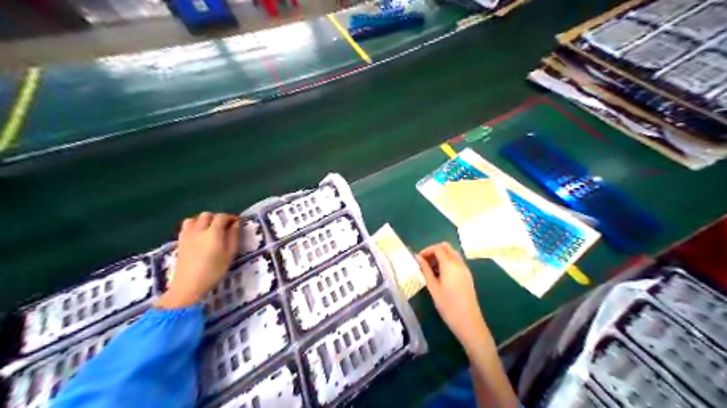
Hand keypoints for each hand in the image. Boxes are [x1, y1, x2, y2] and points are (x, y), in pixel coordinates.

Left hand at [156, 213, 239, 308]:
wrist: (188, 285)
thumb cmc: (213, 271)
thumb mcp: (229, 255)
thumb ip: (233, 237)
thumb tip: (235, 224)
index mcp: (213, 233)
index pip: (221, 217)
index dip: (230, 217)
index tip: (236, 222)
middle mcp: (199, 230)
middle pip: (207, 215)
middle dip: (217, 217)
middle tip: (224, 226)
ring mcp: (187, 234)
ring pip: (195, 218)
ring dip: (204, 220)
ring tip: (210, 228)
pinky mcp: (180, 240)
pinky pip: (186, 225)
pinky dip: (194, 225)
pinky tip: (198, 234)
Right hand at [417, 244, 491, 351]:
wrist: (468, 321)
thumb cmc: (447, 305)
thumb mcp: (433, 287)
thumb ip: (425, 270)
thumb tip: (417, 258)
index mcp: (450, 264)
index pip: (438, 248)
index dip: (426, 250)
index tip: (417, 259)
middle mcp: (459, 263)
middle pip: (446, 247)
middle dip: (434, 251)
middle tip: (424, 261)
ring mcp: (465, 269)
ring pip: (452, 254)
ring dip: (441, 256)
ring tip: (430, 269)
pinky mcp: (467, 276)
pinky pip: (456, 262)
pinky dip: (447, 262)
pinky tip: (440, 275)